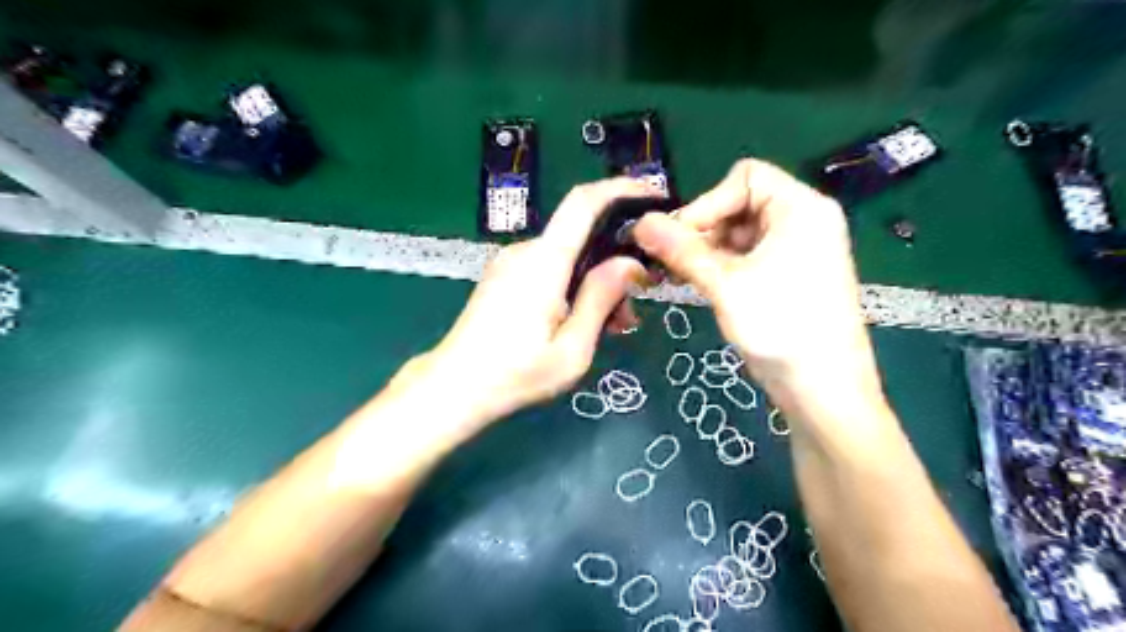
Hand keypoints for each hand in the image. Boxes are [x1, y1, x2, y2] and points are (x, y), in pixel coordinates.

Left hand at [411, 178, 660, 428]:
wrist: (453, 389)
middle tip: (634, 307)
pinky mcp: (503, 278)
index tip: (653, 198)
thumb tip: (630, 263)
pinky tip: (581, 322)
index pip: (583, 203)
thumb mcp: (572, 348)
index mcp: (544, 262)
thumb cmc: (515, 374)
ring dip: (595, 281)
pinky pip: (548, 269)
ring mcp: (510, 263)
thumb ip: (601, 298)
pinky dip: (573, 286)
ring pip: (567, 257)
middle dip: (615, 260)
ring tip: (612, 326)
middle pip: (581, 236)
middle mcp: (525, 251)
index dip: (620, 190)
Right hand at [637, 157, 882, 423]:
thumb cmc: (780, 326)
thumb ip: (681, 249)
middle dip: (705, 229)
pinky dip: (724, 265)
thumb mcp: (725, 284)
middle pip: (741, 203)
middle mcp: (804, 219)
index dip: (707, 202)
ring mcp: (799, 248)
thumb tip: (639, 223)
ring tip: (684, 277)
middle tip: (674, 261)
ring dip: (709, 250)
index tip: (678, 237)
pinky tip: (704, 285)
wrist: (824, 389)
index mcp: (800, 207)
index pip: (744, 177)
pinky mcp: (791, 274)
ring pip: (741, 232)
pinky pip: (750, 255)